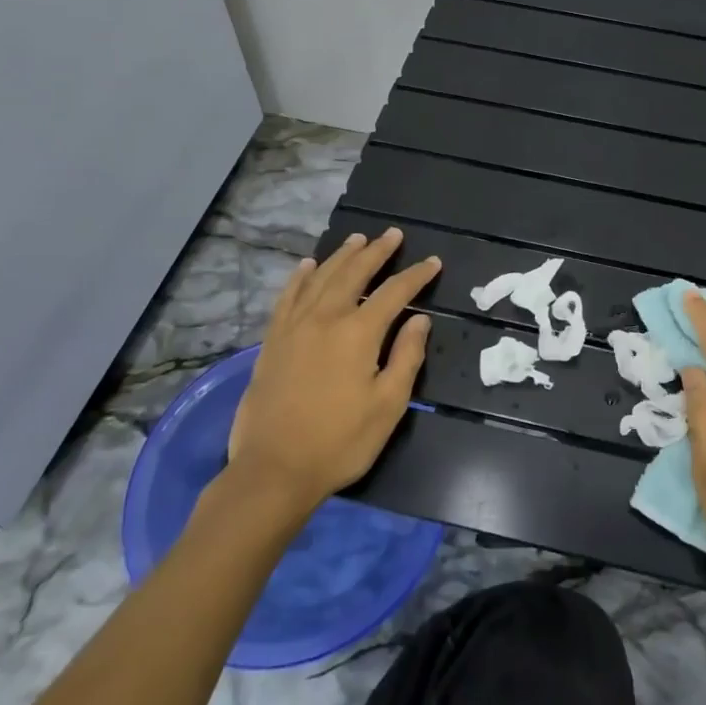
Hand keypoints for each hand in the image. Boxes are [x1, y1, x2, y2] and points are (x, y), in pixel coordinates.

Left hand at [223, 229, 439, 513]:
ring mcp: (294, 326)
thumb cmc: (340, 441)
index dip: (416, 276)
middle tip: (393, 235)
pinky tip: (306, 266)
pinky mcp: (272, 340)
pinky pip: (287, 296)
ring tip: (357, 239)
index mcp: (358, 333)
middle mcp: (325, 318)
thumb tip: (419, 321)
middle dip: (377, 252)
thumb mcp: (388, 406)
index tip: (432, 262)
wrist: (273, 469)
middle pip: (354, 273)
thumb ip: (406, 357)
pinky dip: (299, 277)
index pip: (394, 293)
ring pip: (320, 277)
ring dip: (341, 256)